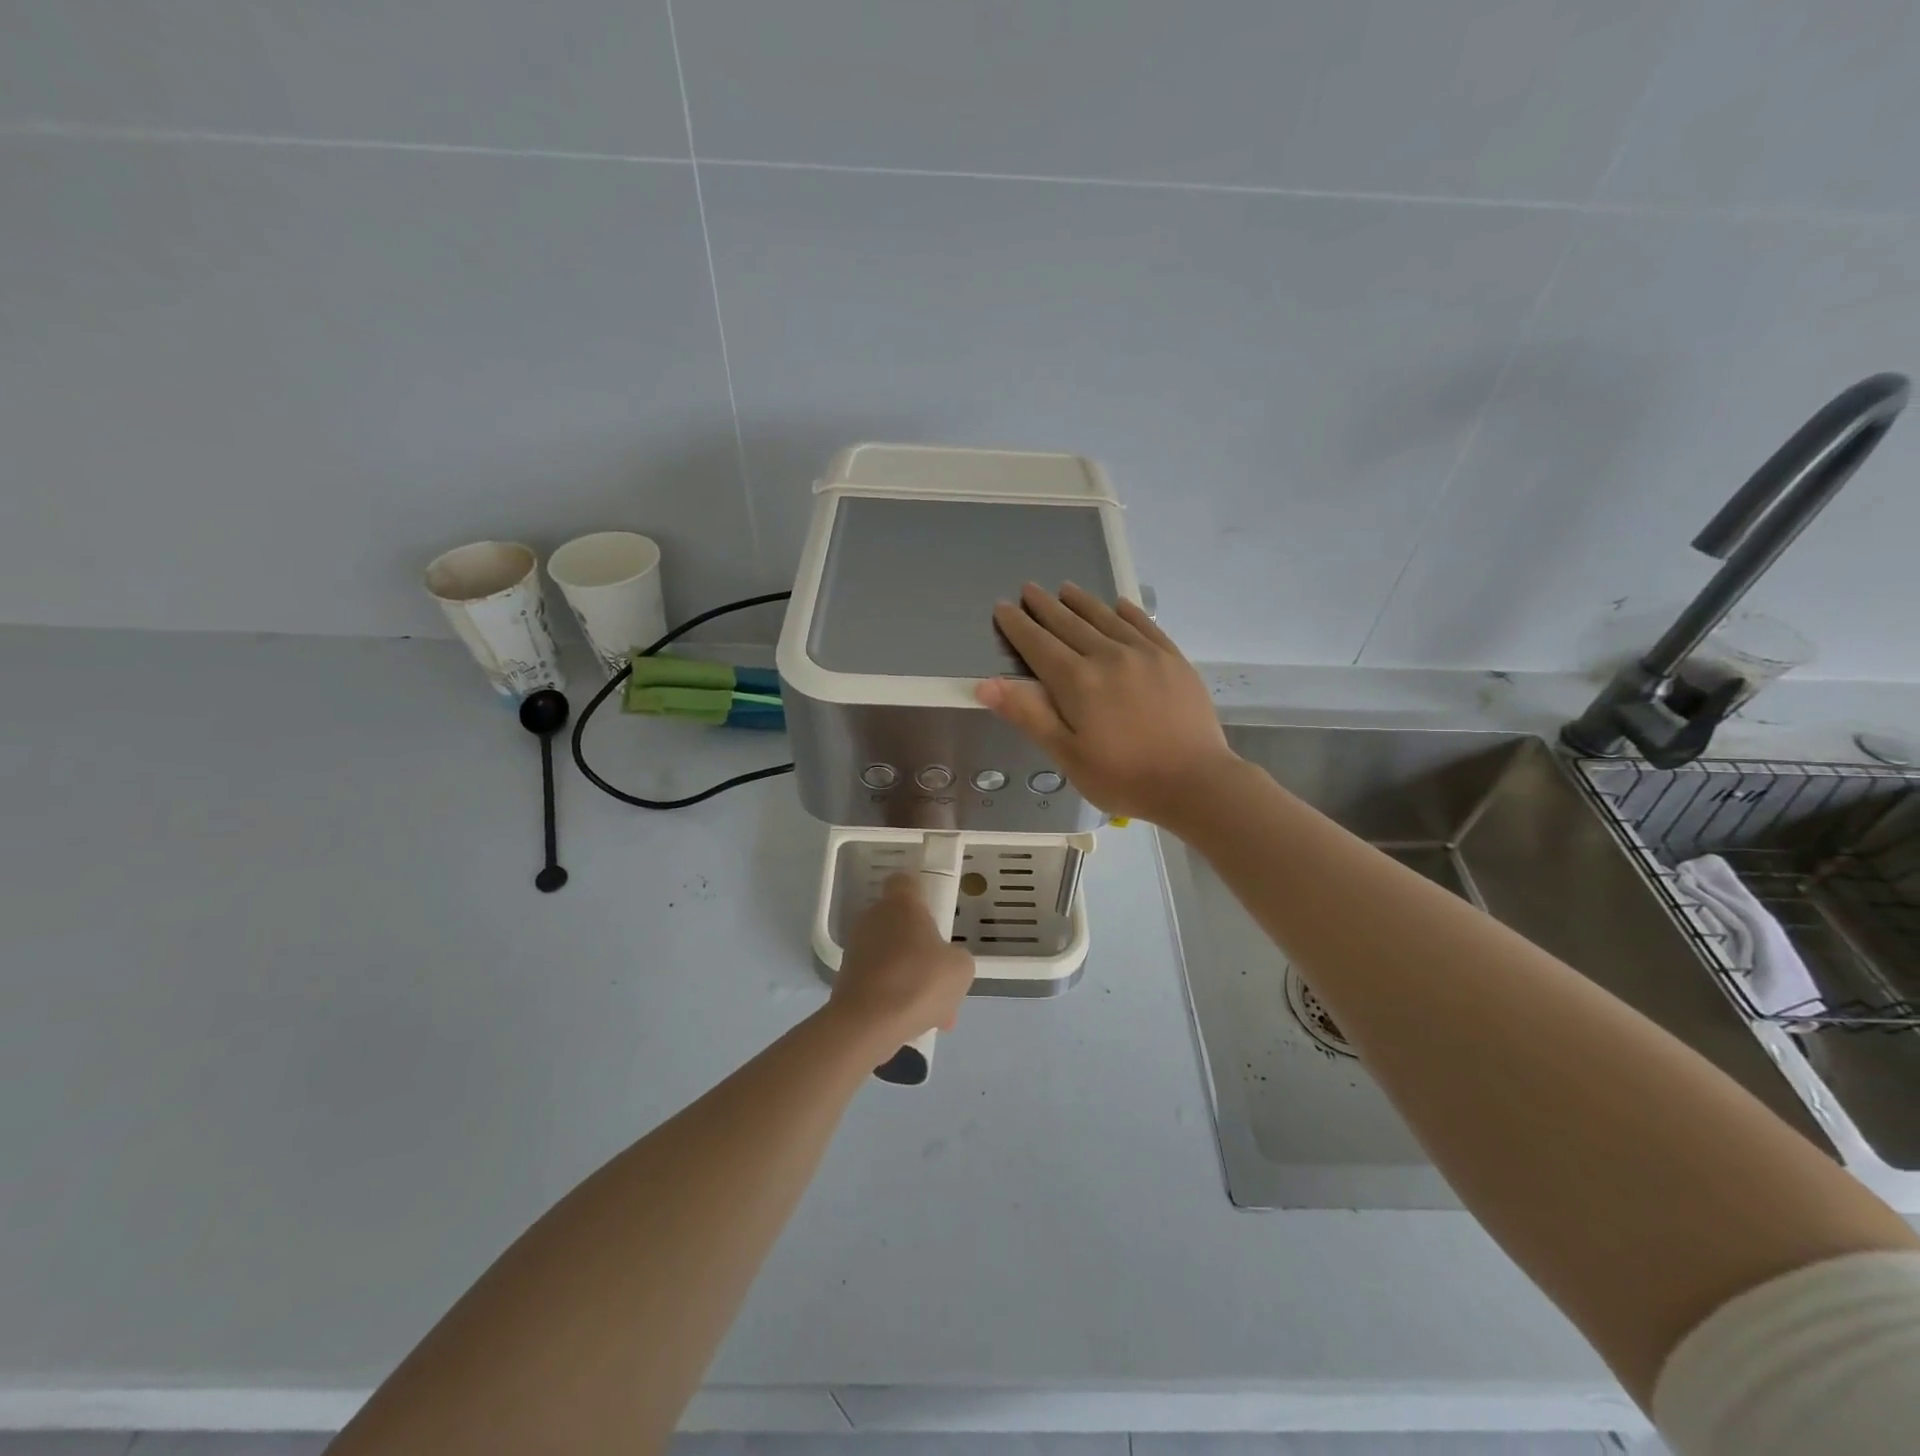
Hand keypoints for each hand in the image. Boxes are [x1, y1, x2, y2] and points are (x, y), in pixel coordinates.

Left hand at [829, 874, 975, 1054]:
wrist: (868, 1023)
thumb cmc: (920, 980)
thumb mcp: (961, 967)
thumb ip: (956, 957)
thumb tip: (945, 963)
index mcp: (901, 904)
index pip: (906, 881)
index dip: (921, 895)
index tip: (935, 916)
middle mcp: (873, 917)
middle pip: (900, 923)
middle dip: (920, 947)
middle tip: (940, 975)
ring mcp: (856, 948)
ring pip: (892, 956)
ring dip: (910, 976)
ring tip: (934, 1011)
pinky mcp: (846, 977)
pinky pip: (880, 981)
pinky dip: (894, 997)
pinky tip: (914, 1023)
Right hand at [975, 583, 1241, 824]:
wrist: (1195, 782)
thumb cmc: (1123, 776)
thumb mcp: (1067, 755)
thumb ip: (1029, 715)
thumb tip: (986, 683)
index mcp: (1078, 681)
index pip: (1039, 644)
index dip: (1018, 625)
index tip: (1003, 607)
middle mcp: (1108, 656)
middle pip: (1069, 624)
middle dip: (1045, 606)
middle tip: (1029, 588)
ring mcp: (1144, 654)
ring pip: (1105, 618)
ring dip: (1082, 602)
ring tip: (1066, 588)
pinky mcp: (1173, 659)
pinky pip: (1145, 625)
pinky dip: (1127, 612)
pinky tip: (1119, 605)